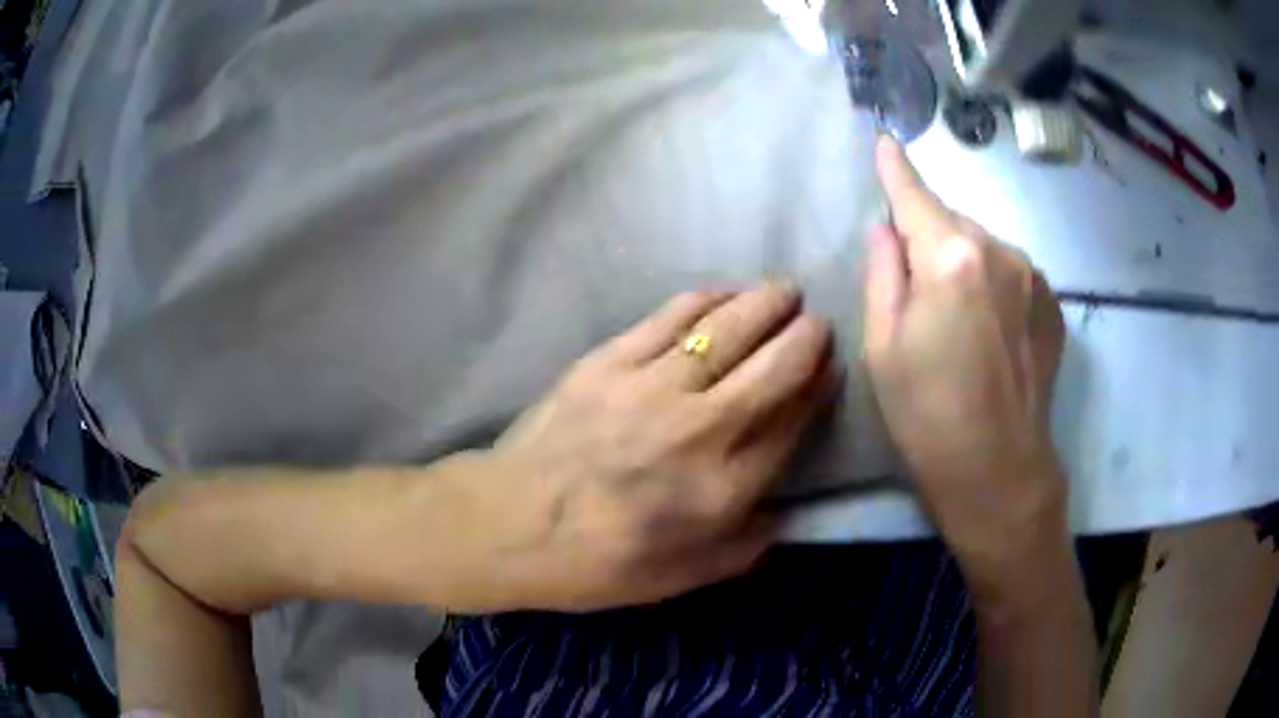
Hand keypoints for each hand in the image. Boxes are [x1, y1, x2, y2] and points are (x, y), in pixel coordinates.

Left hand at [476, 283, 837, 610]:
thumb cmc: (596, 563)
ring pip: (728, 328)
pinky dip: (708, 298)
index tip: (831, 369)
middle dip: (807, 337)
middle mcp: (699, 430)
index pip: (792, 423)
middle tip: (816, 324)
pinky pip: (671, 316)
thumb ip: (746, 548)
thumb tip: (785, 511)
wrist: (508, 524)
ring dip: (767, 303)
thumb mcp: (683, 579)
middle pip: (775, 367)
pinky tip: (725, 294)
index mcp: (722, 490)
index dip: (820, 389)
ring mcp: (651, 387)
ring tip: (784, 292)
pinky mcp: (609, 360)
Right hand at [862, 137, 1068, 591]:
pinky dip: (992, 282)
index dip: (896, 169)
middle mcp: (1000, 252)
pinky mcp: (1052, 302)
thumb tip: (888, 229)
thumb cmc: (928, 417)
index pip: (915, 195)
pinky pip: (1011, 271)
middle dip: (930, 234)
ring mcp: (1034, 276)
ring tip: (957, 318)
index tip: (886, 142)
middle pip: (952, 220)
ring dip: (964, 260)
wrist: (1000, 472)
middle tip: (916, 288)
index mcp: (951, 259)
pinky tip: (989, 331)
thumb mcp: (882, 348)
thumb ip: (882, 273)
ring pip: (983, 244)